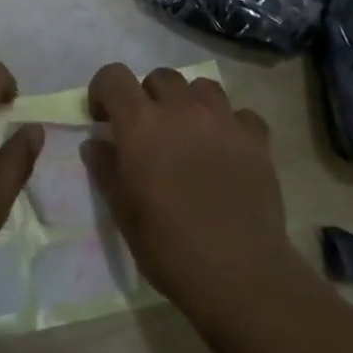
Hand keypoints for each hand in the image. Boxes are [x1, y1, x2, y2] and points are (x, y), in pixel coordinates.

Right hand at [83, 65, 292, 316]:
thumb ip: (105, 169)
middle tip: (150, 131)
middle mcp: (180, 109)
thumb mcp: (123, 213)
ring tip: (191, 133)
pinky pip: (242, 114)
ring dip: (190, 102)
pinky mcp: (256, 139)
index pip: (114, 76)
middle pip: (160, 76)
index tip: (104, 118)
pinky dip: (231, 125)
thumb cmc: (170, 248)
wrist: (240, 276)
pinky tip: (228, 149)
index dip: (104, 91)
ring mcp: (222, 121)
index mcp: (140, 124)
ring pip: (202, 86)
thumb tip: (95, 143)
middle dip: (149, 96)